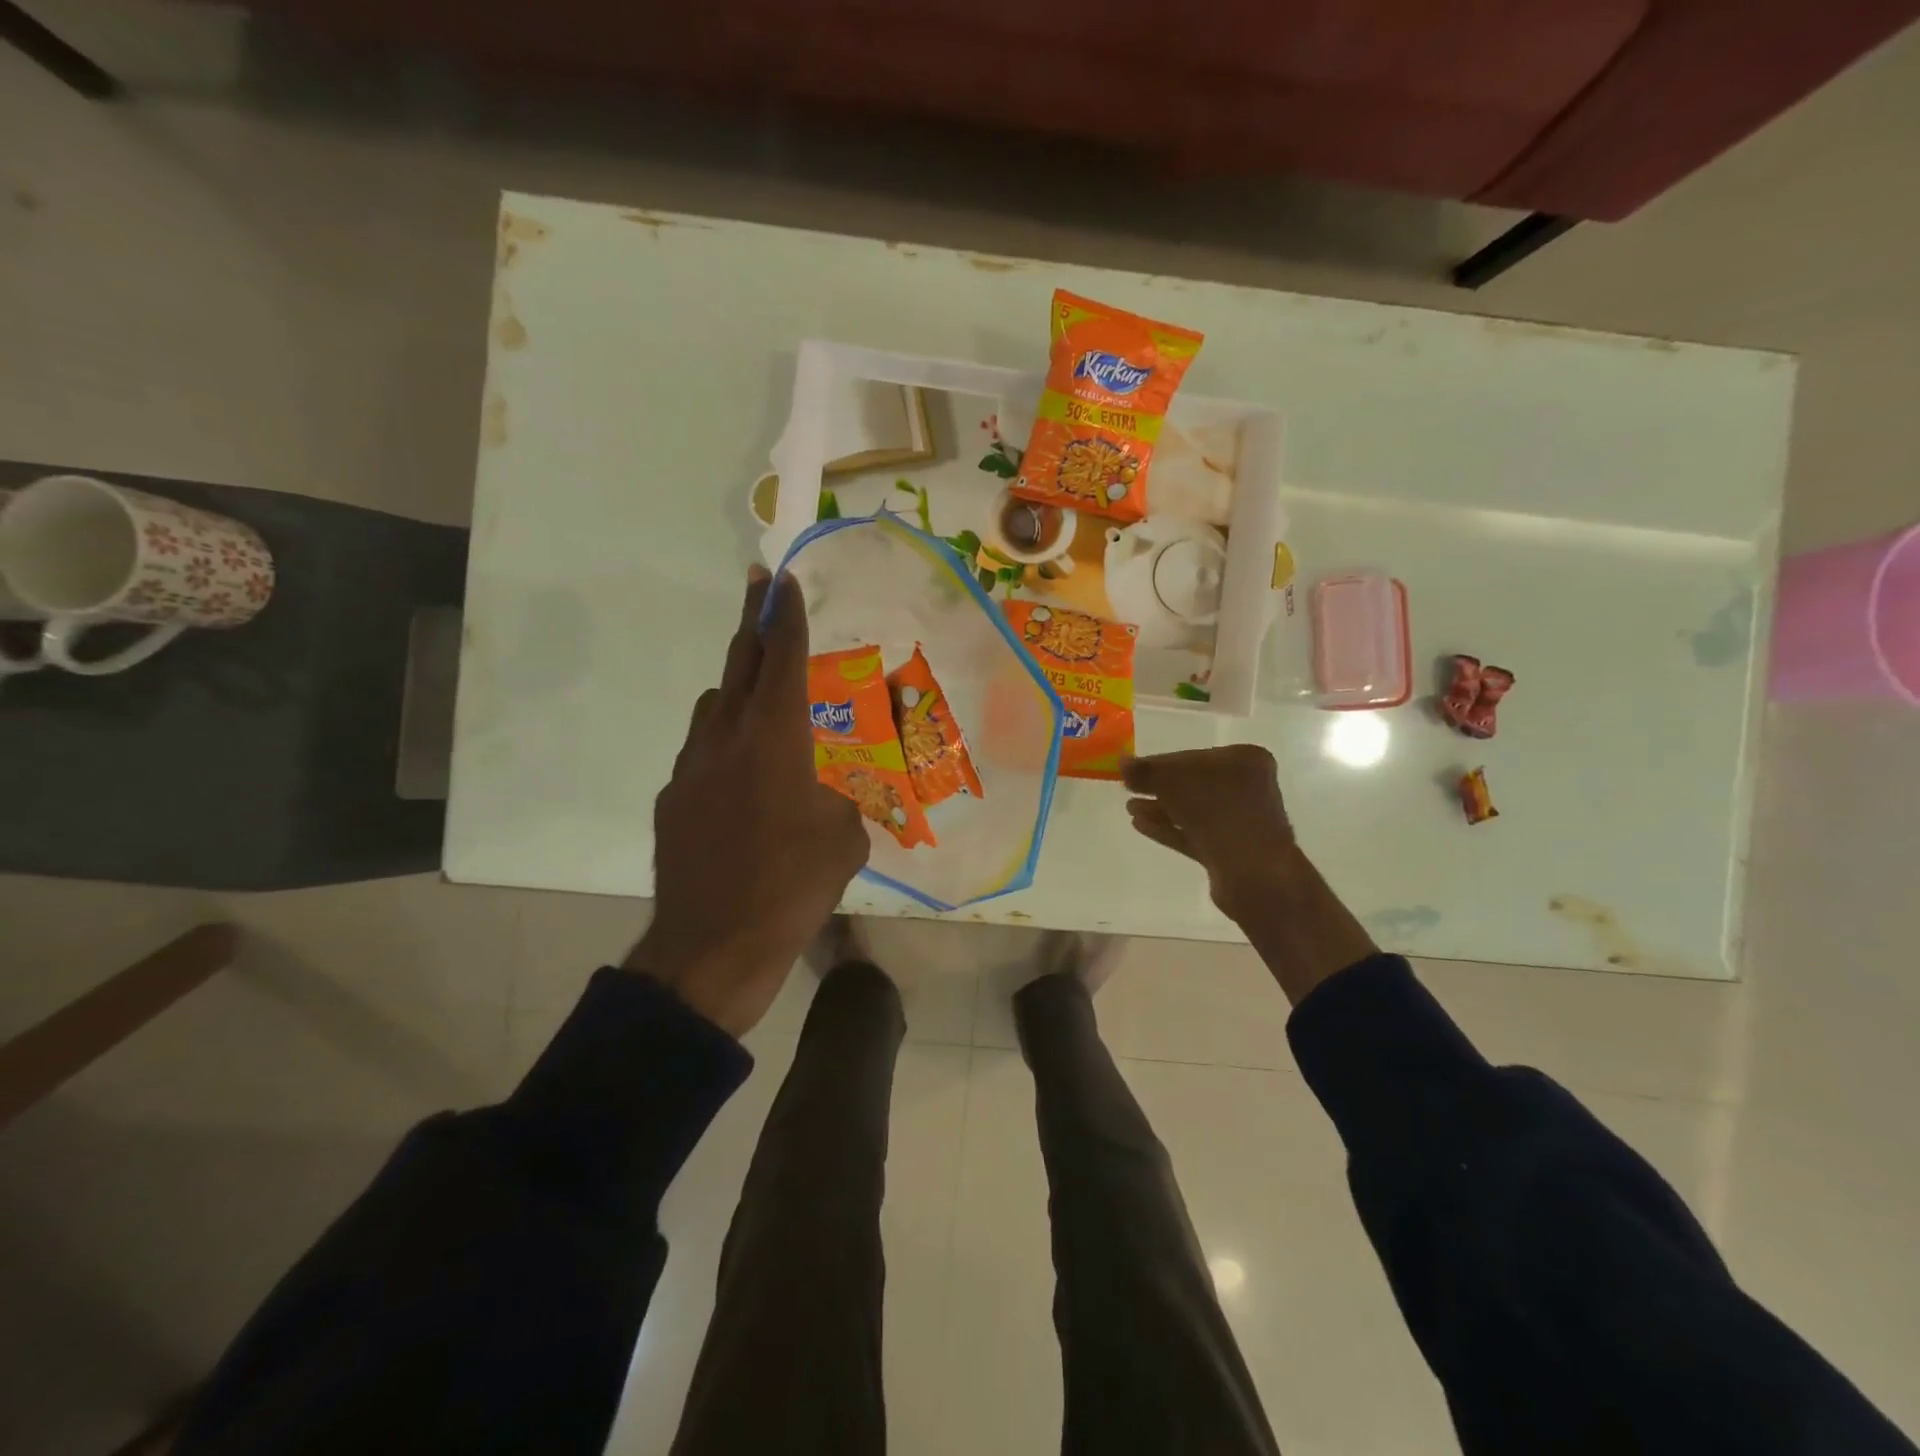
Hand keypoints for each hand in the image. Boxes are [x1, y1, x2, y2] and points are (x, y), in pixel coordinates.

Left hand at [625, 567, 868, 1036]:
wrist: (714, 946)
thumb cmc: (793, 886)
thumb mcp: (845, 839)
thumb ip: (840, 800)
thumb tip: (831, 794)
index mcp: (776, 739)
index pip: (782, 660)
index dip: (786, 617)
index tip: (783, 581)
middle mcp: (728, 738)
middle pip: (739, 663)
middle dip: (753, 621)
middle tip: (759, 588)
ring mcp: (692, 767)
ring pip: (714, 706)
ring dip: (736, 688)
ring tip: (760, 701)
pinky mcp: (673, 798)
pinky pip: (700, 751)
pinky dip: (721, 743)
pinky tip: (739, 780)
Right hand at [1121, 746, 1295, 920]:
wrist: (1252, 872)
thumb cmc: (1217, 811)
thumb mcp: (1173, 781)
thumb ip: (1146, 770)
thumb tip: (1123, 763)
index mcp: (1245, 760)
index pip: (1193, 756)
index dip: (1159, 763)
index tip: (1132, 770)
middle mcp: (1247, 787)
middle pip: (1193, 783)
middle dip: (1159, 787)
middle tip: (1128, 788)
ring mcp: (1240, 821)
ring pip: (1192, 810)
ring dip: (1161, 808)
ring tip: (1130, 809)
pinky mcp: (1230, 850)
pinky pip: (1194, 833)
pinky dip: (1168, 828)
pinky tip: (1140, 825)